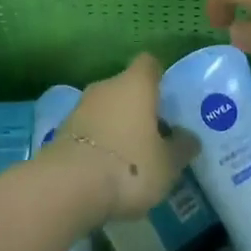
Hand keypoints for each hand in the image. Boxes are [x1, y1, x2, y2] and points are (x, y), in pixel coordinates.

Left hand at [44, 53, 198, 221]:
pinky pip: (88, 129)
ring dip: (116, 125)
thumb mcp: (168, 164)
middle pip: (126, 87)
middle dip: (138, 106)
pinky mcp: (61, 130)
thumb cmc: (129, 167)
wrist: (68, 187)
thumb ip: (181, 147)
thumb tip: (189, 137)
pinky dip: (98, 142)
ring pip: (105, 108)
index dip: (159, 77)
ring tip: (131, 155)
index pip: (149, 63)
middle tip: (154, 134)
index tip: (168, 98)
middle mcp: (106, 86)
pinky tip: (106, 168)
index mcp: (135, 84)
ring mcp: (80, 107)